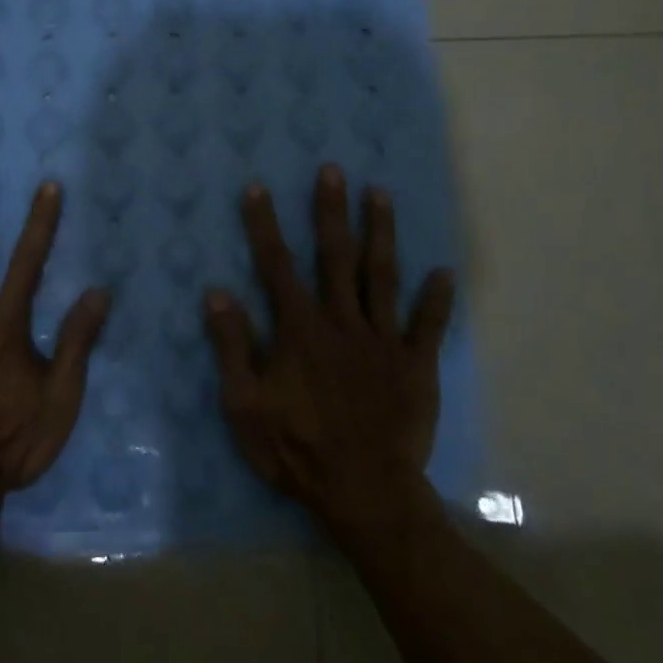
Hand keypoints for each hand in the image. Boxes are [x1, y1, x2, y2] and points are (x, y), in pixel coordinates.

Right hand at [205, 164, 456, 531]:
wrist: (363, 492)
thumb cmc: (296, 449)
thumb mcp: (244, 404)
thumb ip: (232, 346)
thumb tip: (218, 291)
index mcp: (299, 328)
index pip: (276, 264)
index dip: (264, 224)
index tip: (258, 187)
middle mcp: (342, 321)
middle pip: (335, 256)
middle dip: (331, 210)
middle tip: (334, 170)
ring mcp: (382, 340)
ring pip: (382, 276)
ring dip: (380, 233)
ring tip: (381, 194)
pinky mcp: (415, 364)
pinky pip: (428, 326)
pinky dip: (436, 299)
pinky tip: (444, 272)